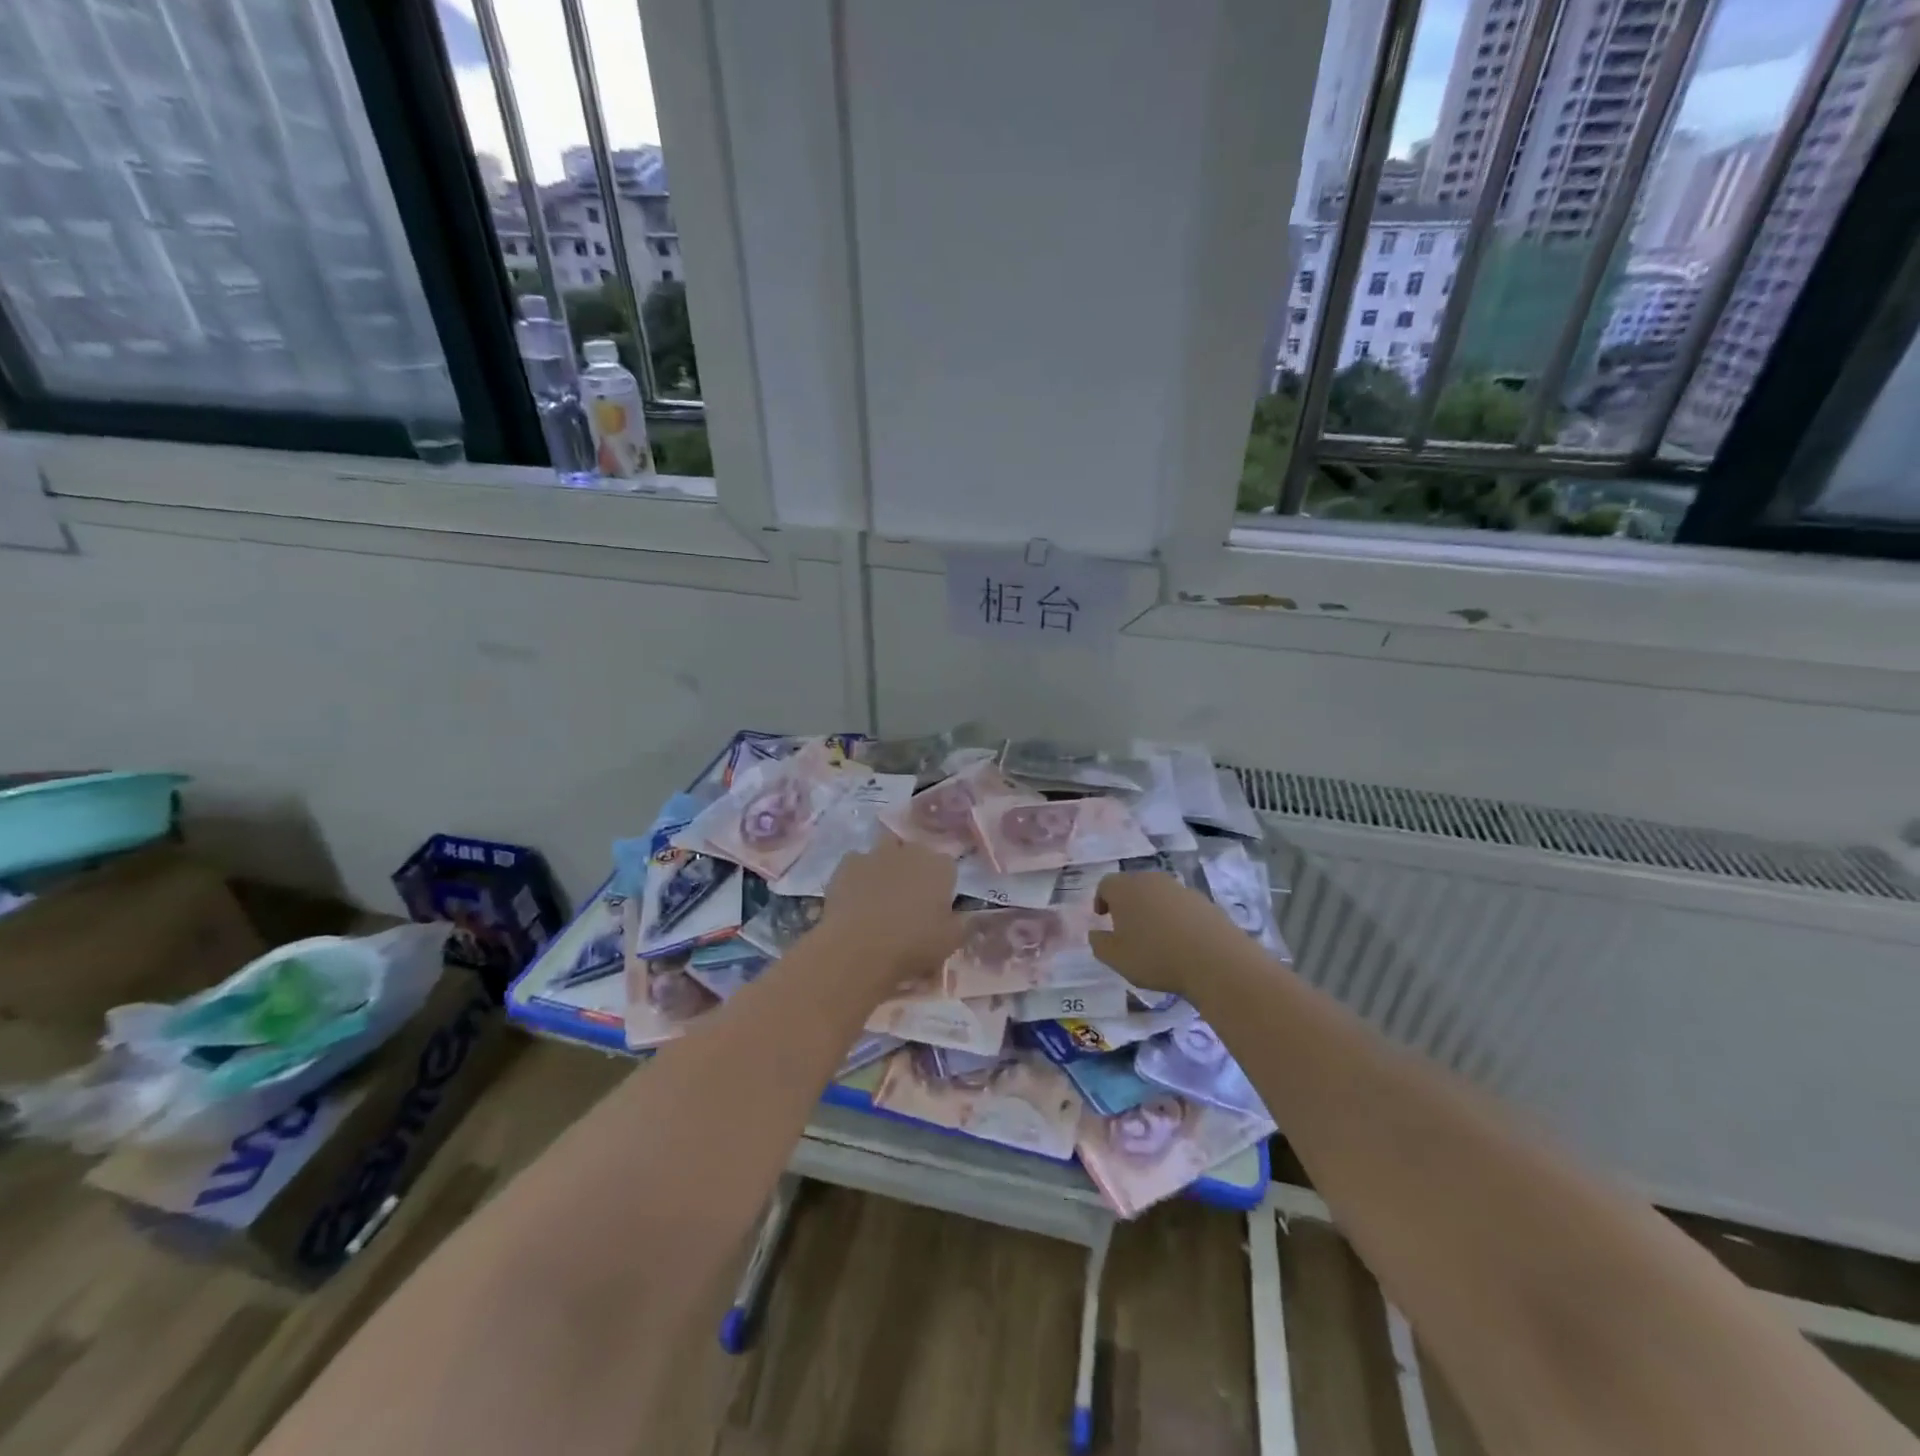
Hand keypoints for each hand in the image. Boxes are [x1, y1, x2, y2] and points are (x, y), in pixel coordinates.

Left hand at [821, 834, 962, 994]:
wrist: (857, 948)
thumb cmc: (912, 946)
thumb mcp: (951, 942)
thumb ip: (965, 923)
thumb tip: (972, 914)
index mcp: (940, 867)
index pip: (947, 865)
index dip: (941, 884)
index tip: (936, 906)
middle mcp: (911, 851)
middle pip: (916, 852)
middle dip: (915, 869)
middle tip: (909, 899)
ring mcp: (877, 853)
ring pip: (886, 850)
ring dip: (887, 864)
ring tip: (881, 893)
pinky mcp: (848, 862)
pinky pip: (857, 862)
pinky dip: (859, 874)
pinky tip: (855, 896)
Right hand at [1090, 871, 1249, 1001]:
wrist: (1215, 960)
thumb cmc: (1155, 956)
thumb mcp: (1116, 958)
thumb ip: (1099, 944)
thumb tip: (1096, 933)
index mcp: (1125, 888)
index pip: (1105, 884)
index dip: (1101, 900)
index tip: (1104, 918)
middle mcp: (1151, 880)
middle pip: (1133, 885)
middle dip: (1127, 903)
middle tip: (1127, 928)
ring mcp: (1180, 888)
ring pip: (1158, 894)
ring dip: (1153, 910)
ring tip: (1156, 937)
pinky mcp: (1204, 901)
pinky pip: (1181, 906)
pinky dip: (1176, 918)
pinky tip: (1181, 941)